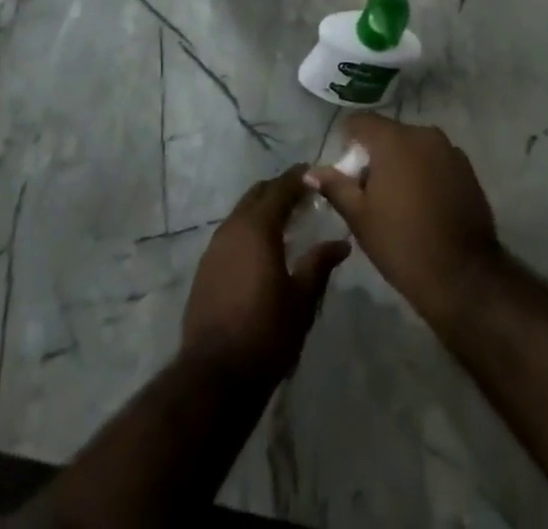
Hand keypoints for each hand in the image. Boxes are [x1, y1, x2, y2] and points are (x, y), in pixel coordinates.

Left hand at [181, 168, 350, 382]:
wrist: (215, 374)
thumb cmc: (266, 333)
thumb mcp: (302, 300)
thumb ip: (319, 264)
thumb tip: (341, 243)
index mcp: (257, 227)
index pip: (280, 188)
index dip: (298, 178)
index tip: (314, 173)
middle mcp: (232, 227)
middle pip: (257, 195)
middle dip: (279, 190)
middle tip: (303, 197)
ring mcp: (214, 246)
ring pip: (241, 213)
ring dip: (262, 210)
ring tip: (286, 222)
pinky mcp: (206, 267)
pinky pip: (231, 234)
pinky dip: (248, 230)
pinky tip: (261, 250)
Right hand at [306, 115, 501, 326]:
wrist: (463, 277)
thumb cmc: (402, 243)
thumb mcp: (359, 217)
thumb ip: (335, 186)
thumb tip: (310, 172)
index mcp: (393, 139)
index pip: (360, 122)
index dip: (347, 142)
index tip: (346, 172)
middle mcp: (423, 134)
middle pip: (388, 134)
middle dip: (375, 155)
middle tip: (369, 192)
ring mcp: (449, 150)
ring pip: (413, 147)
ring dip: (401, 163)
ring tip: (398, 200)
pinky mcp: (467, 169)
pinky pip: (435, 160)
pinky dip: (424, 172)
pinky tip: (424, 205)